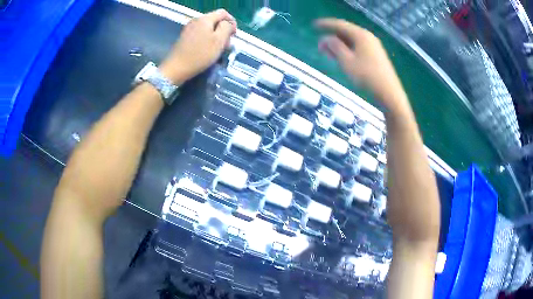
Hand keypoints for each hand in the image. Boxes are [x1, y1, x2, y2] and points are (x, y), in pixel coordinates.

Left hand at [160, 9, 236, 83]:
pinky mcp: (185, 37)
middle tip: (227, 44)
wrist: (176, 68)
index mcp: (205, 19)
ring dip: (216, 36)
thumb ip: (226, 28)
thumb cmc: (200, 54)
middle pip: (215, 20)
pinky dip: (207, 39)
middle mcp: (196, 20)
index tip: (234, 35)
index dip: (232, 22)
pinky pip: (200, 34)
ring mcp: (189, 29)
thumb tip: (228, 24)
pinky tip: (208, 50)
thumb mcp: (219, 40)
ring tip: (219, 49)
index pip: (223, 13)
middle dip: (224, 30)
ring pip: (208, 28)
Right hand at [316, 18, 407, 112]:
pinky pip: (358, 46)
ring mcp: (373, 46)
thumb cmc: (366, 76)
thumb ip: (335, 47)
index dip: (325, 24)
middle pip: (346, 31)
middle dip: (332, 37)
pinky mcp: (376, 55)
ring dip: (339, 44)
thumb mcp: (346, 61)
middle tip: (320, 45)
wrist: (389, 93)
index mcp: (360, 35)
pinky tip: (342, 57)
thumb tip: (326, 38)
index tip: (313, 25)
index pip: (339, 24)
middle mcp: (367, 36)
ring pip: (352, 40)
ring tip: (328, 52)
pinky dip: (347, 49)